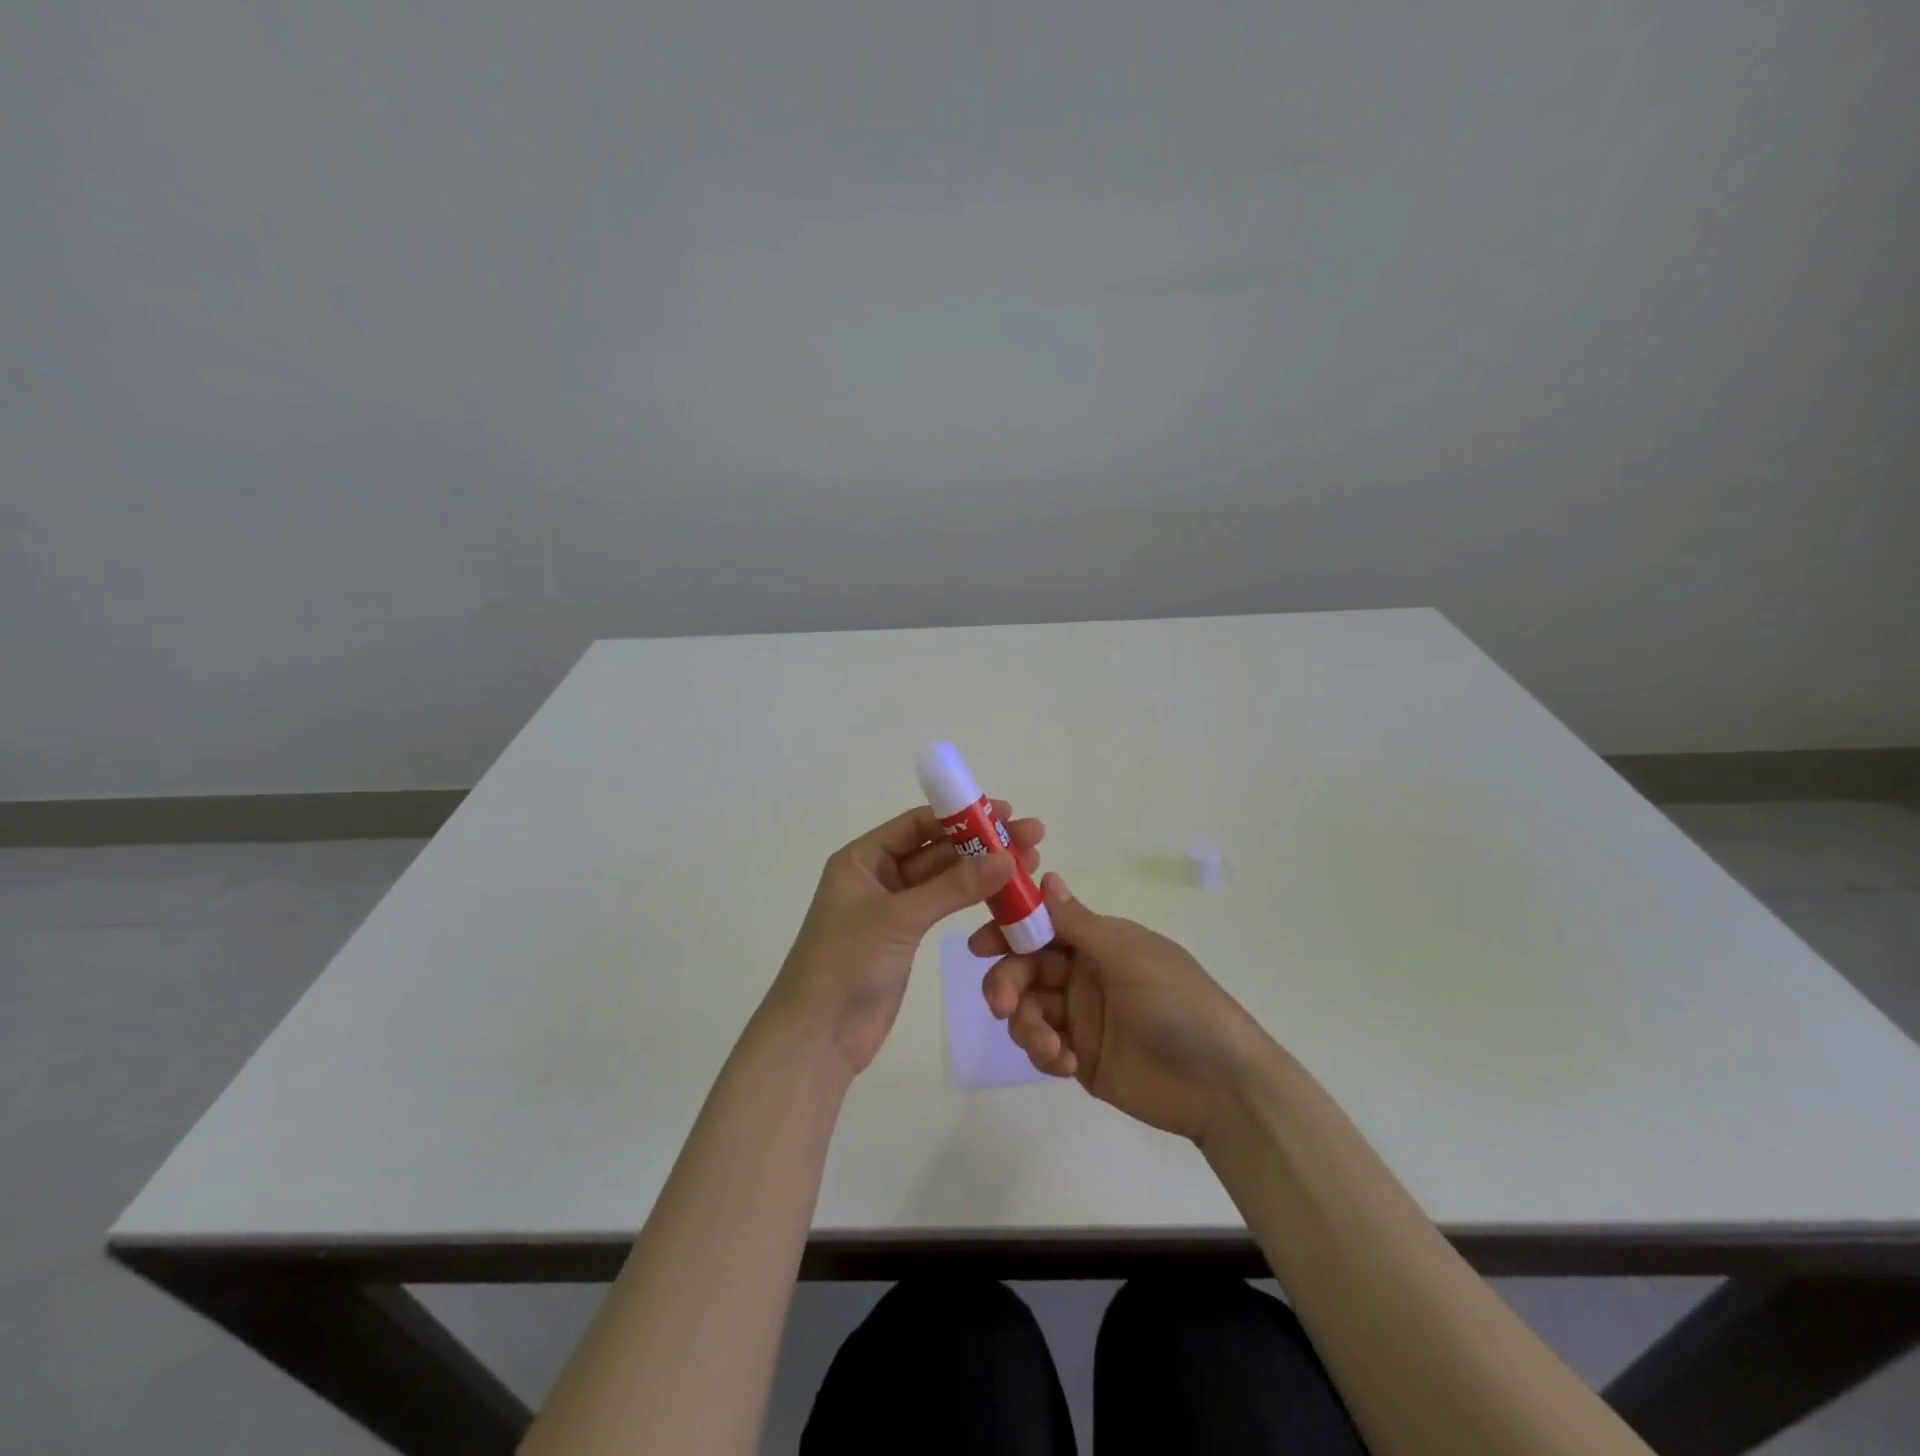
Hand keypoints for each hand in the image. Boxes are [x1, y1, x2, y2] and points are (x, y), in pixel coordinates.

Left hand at [772, 803, 1044, 1073]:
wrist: (817, 1036)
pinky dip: (971, 900)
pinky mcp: (905, 938)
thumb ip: (954, 887)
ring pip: (944, 880)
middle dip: (980, 844)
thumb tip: (1008, 858)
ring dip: (981, 871)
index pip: (917, 824)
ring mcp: (893, 908)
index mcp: (862, 858)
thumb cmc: (846, 962)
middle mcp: (877, 876)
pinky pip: (943, 908)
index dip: (961, 816)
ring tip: (1029, 864)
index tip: (1005, 813)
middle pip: (936, 850)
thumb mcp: (899, 917)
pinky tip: (1004, 895)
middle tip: (1030, 838)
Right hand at [970, 873, 1267, 1141]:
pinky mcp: (1080, 1057)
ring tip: (1048, 1046)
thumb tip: (1046, 876)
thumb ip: (1079, 924)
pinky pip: (1042, 1046)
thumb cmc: (1178, 1004)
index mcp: (1098, 942)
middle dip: (1007, 982)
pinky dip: (1043, 1052)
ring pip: (1027, 1008)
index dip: (1008, 931)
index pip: (1042, 926)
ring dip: (1025, 1024)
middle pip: (1025, 968)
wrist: (1221, 1086)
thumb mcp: (1129, 957)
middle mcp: (1084, 973)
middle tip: (1000, 1004)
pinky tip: (1064, 1063)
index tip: (979, 945)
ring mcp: (1080, 1017)